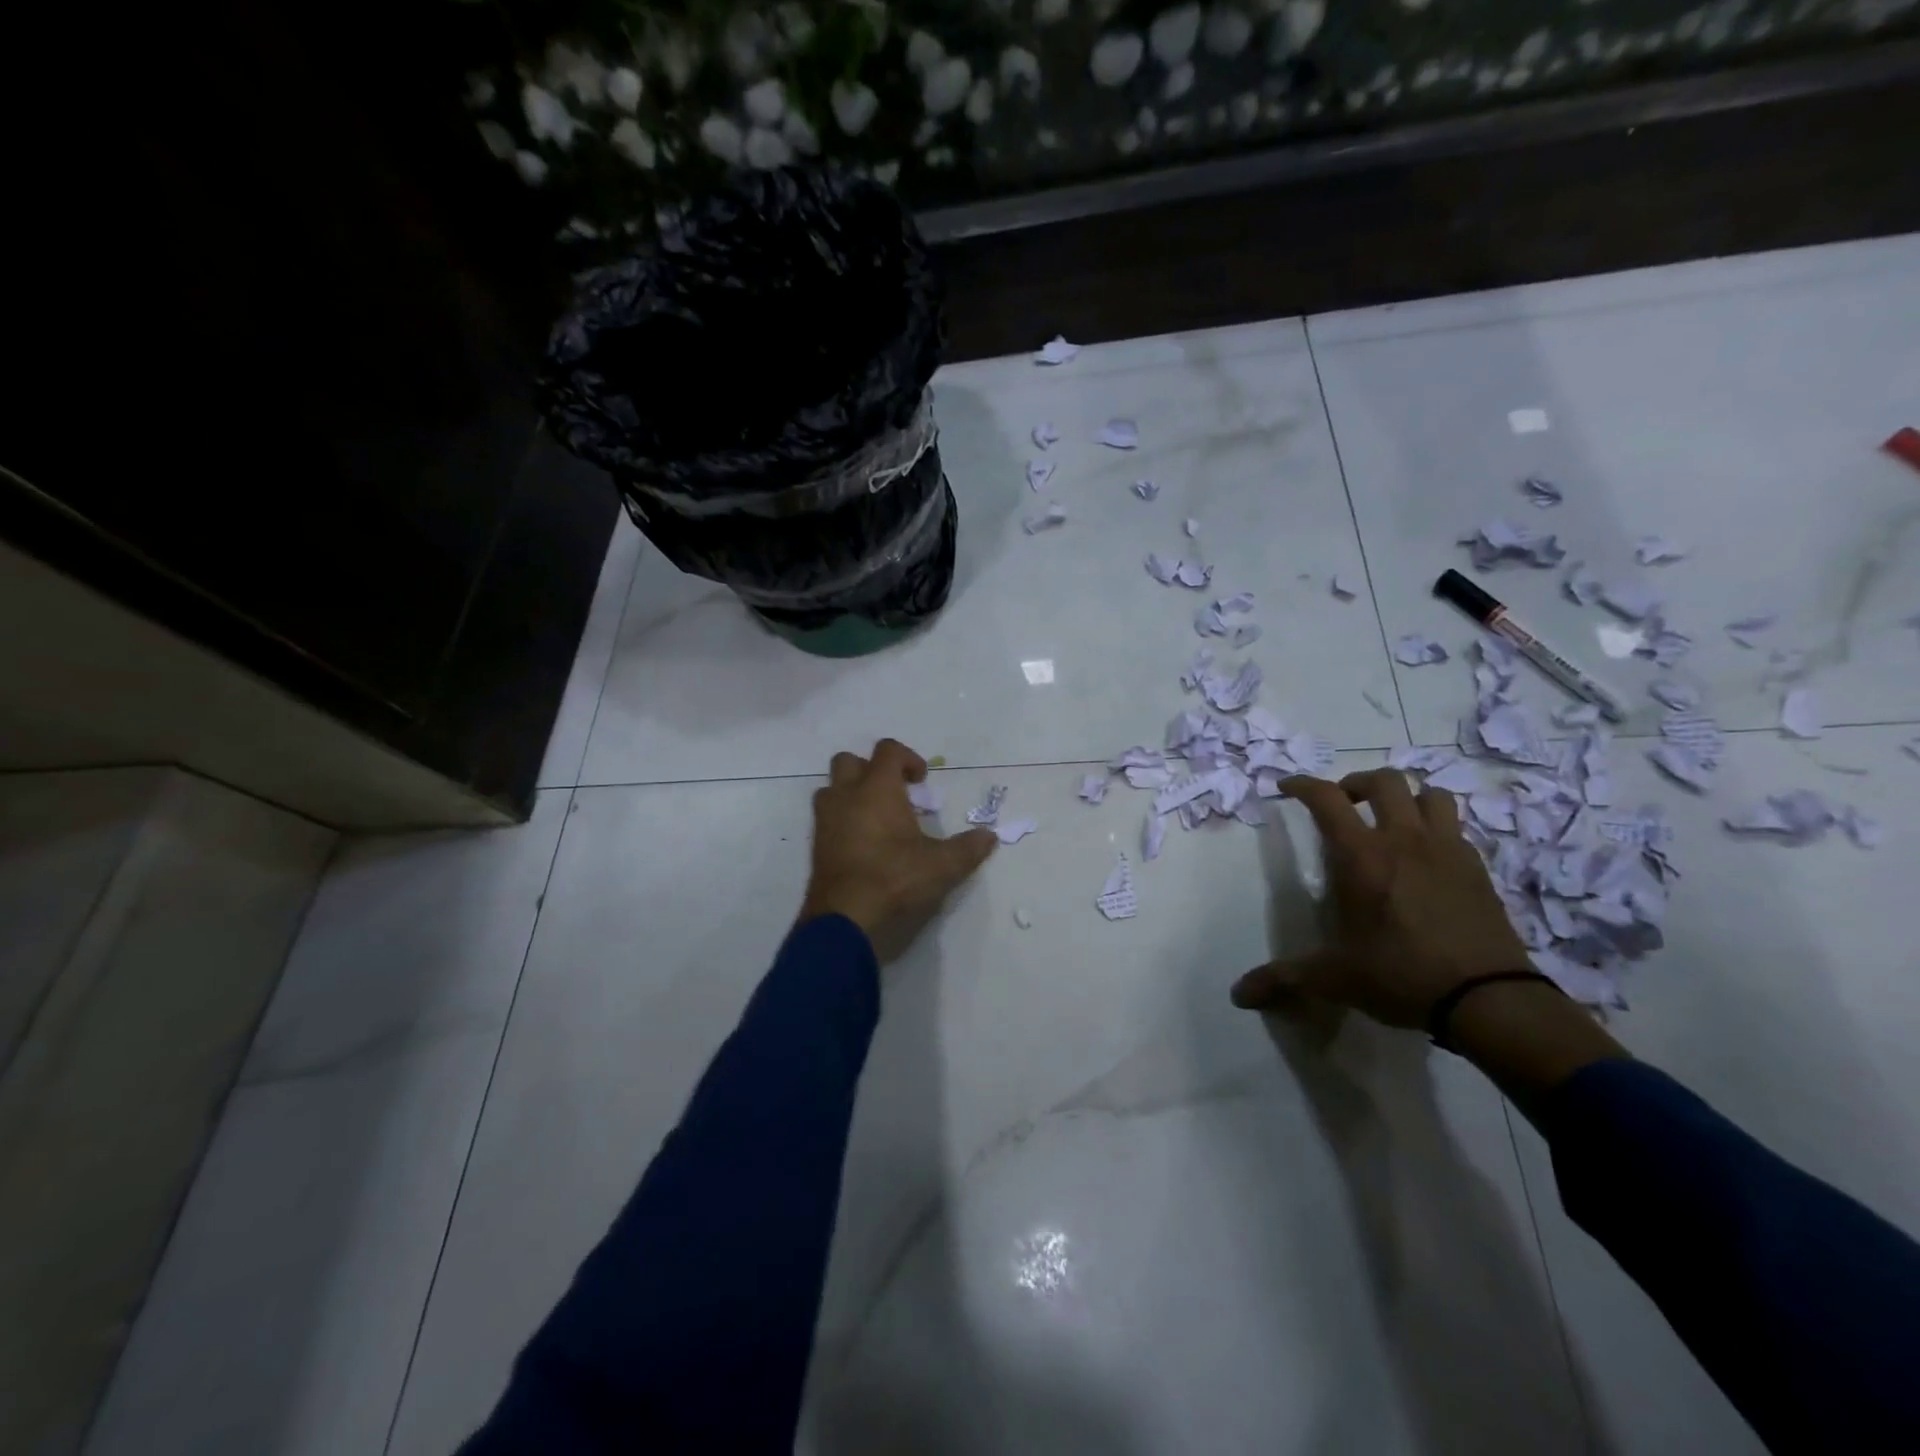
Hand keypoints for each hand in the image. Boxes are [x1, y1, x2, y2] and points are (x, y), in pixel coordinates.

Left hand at [798, 739, 996, 962]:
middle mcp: (846, 796)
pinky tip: (862, 842)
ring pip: (831, 787)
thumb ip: (967, 848)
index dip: (907, 758)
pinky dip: (842, 818)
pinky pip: (826, 817)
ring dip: (851, 792)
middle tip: (894, 793)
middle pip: (850, 761)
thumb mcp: (941, 866)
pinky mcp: (816, 844)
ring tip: (875, 816)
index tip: (922, 781)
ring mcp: (826, 819)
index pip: (888, 750)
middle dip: (871, 769)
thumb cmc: (894, 879)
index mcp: (877, 789)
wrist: (845, 917)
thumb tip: (989, 837)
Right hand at [1231, 769, 1531, 1028]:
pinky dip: (1437, 828)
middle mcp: (1405, 841)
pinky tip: (1428, 855)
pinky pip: (1456, 828)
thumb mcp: (1334, 978)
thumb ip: (1284, 978)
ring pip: (1432, 794)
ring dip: (1408, 797)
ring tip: (1393, 818)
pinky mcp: (1478, 869)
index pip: (1327, 799)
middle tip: (1344, 802)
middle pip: (1385, 781)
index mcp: (1363, 857)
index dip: (1303, 784)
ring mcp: (1447, 851)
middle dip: (1358, 783)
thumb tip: (1240, 995)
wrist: (1489, 999)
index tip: (1287, 786)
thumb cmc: (1401, 975)